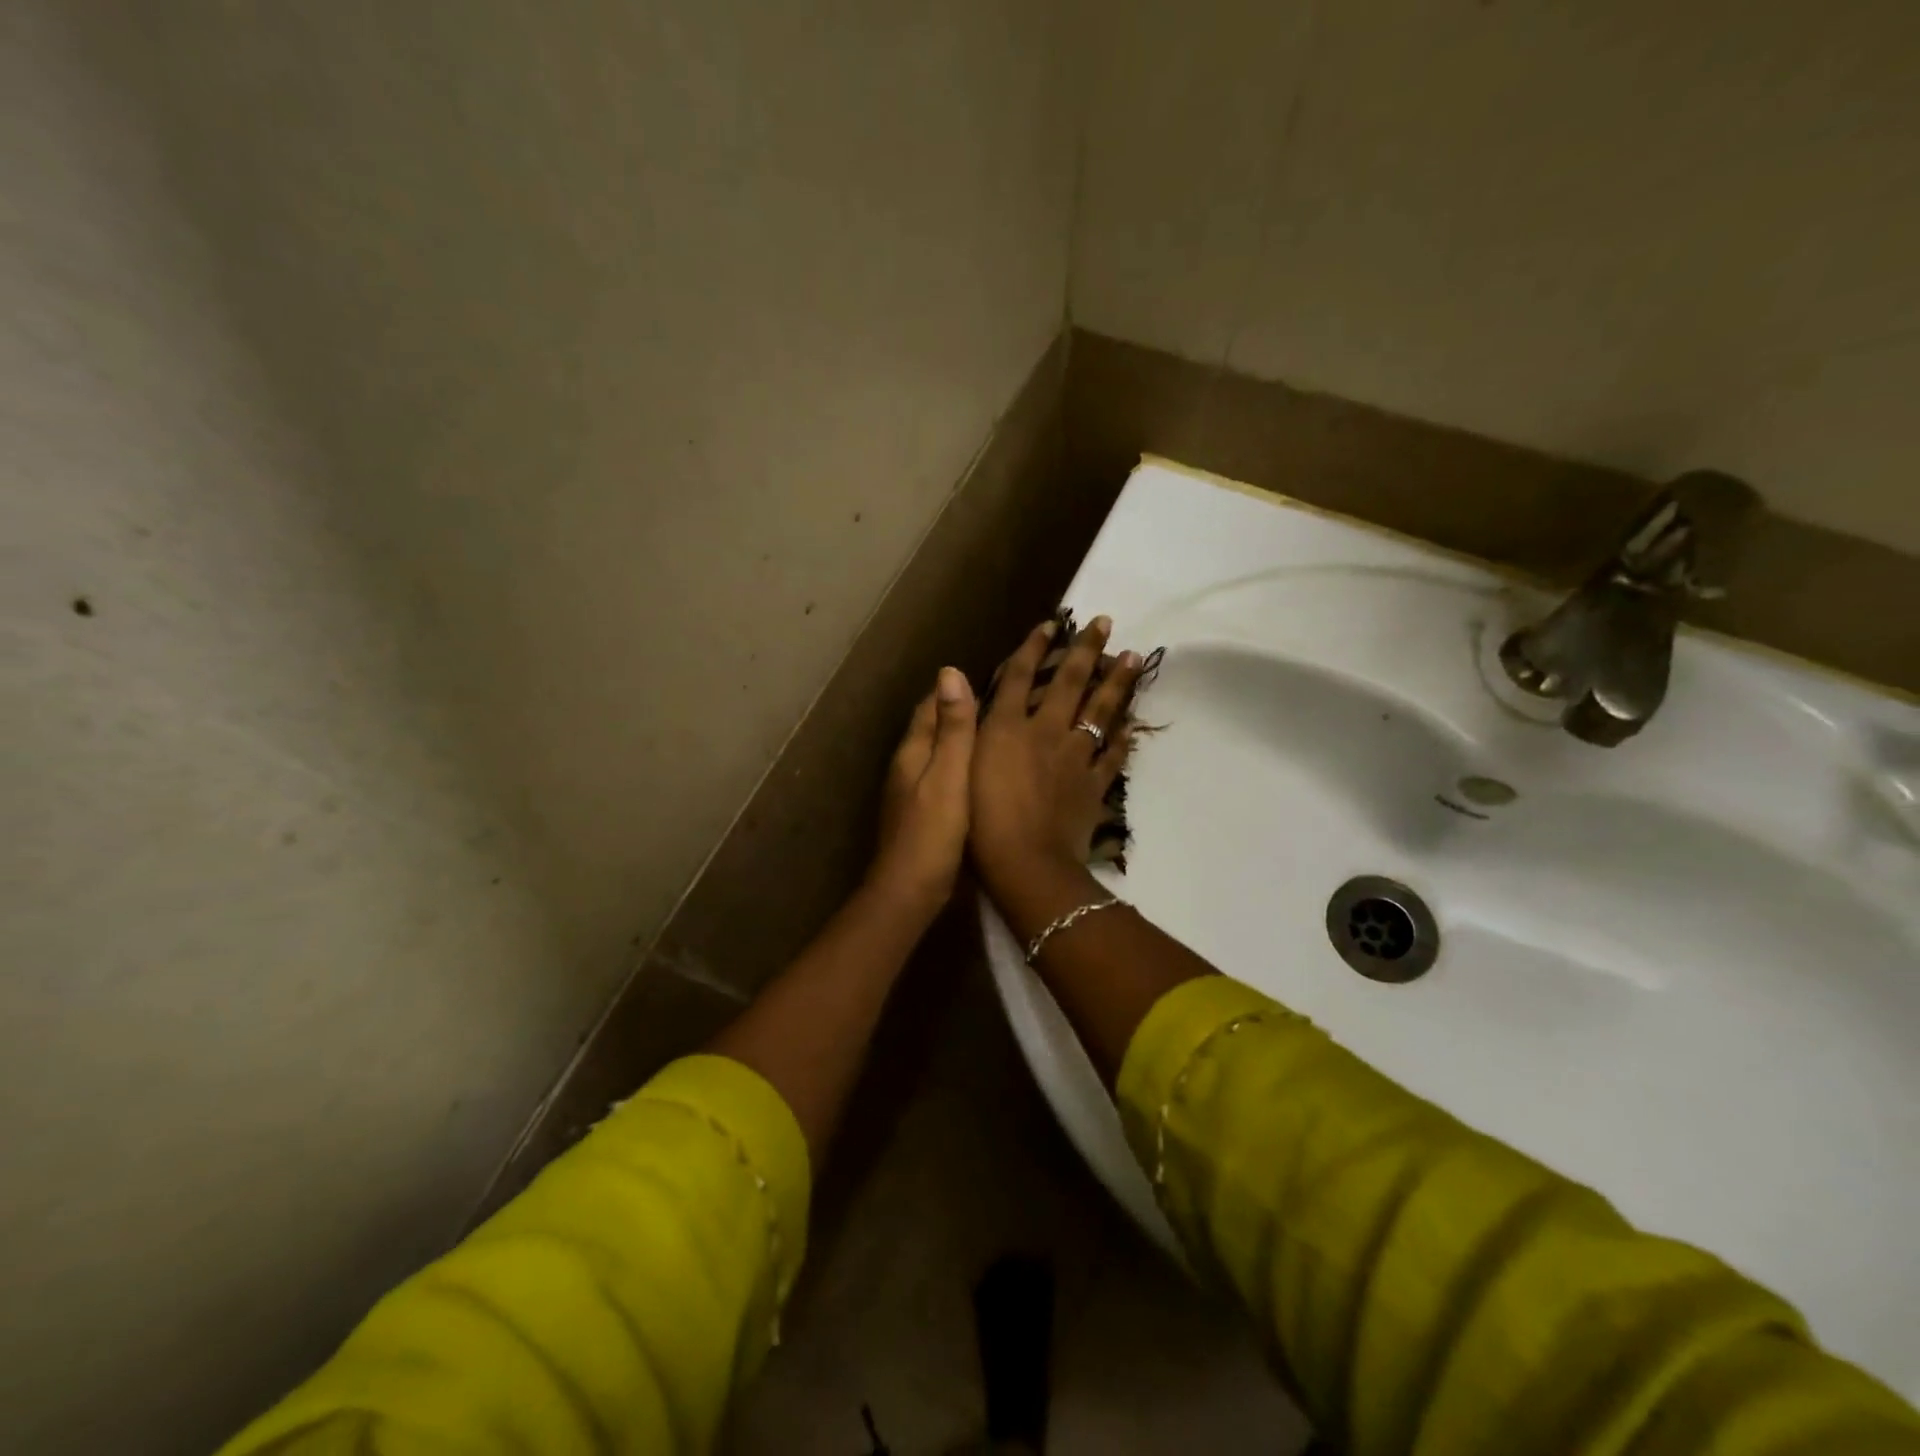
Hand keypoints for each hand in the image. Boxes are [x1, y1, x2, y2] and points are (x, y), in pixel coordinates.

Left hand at [868, 666, 976, 913]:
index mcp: (912, 751)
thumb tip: (950, 672)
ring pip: (937, 753)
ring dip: (960, 739)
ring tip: (997, 732)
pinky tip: (983, 775)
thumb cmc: (932, 834)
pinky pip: (943, 777)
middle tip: (1001, 701)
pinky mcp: (922, 814)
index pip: (931, 706)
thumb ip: (953, 729)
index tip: (991, 677)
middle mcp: (907, 766)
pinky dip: (961, 767)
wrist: (909, 892)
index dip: (956, 691)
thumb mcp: (949, 776)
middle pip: (932, 728)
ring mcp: (911, 792)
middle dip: (959, 712)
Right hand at [969, 615, 1145, 892]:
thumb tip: (953, 672)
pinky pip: (1114, 755)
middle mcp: (1046, 732)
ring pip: (1101, 712)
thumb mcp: (961, 763)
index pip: (1020, 676)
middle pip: (1070, 683)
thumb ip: (963, 718)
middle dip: (1087, 650)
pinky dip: (1124, 737)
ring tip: (1133, 657)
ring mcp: (1075, 757)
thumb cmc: (980, 818)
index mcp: (1009, 726)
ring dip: (1117, 683)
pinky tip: (1133, 723)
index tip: (1052, 623)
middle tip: (1107, 622)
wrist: (1025, 863)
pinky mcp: (1093, 785)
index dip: (1034, 647)